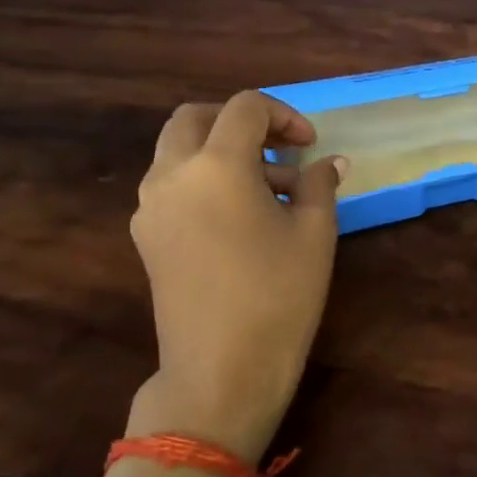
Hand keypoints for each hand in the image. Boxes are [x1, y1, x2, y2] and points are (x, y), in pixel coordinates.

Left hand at [128, 92, 346, 460]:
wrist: (221, 370)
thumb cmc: (278, 294)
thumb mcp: (315, 231)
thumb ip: (320, 183)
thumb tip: (330, 162)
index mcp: (216, 164)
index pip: (245, 107)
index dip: (284, 115)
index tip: (310, 147)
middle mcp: (172, 175)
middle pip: (195, 117)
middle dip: (240, 121)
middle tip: (278, 148)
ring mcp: (151, 207)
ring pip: (178, 150)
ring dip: (221, 151)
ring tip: (270, 189)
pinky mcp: (147, 237)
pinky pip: (171, 184)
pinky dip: (203, 179)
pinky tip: (241, 216)